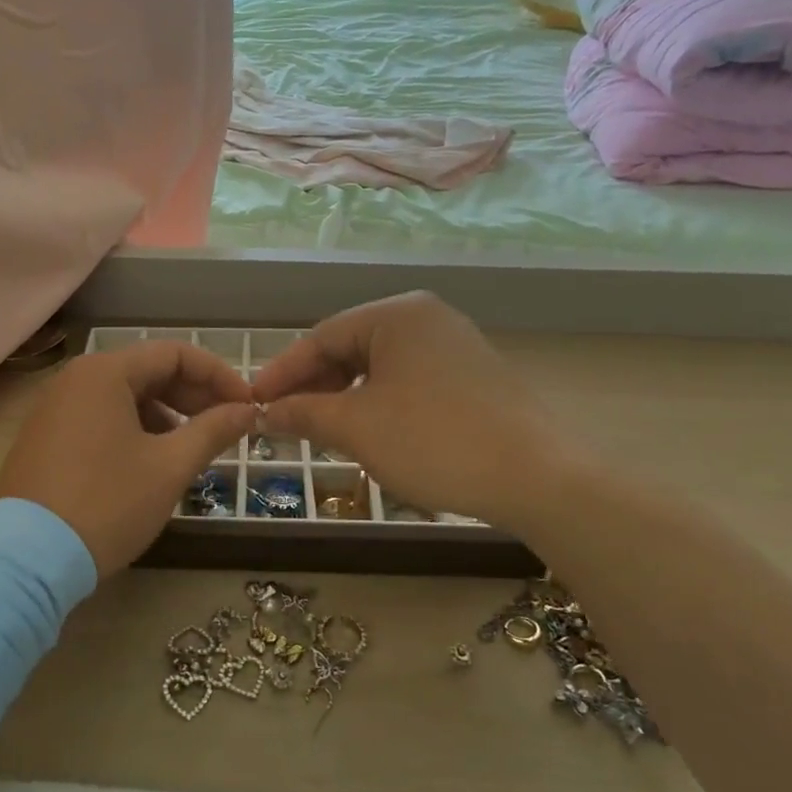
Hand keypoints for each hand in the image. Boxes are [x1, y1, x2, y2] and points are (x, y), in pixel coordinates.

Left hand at [0, 341, 255, 574]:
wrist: (26, 561)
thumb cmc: (107, 504)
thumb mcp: (169, 467)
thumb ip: (213, 431)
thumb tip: (247, 411)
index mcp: (105, 372)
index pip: (175, 354)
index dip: (219, 375)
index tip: (248, 405)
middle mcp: (75, 379)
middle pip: (148, 371)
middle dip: (193, 396)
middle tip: (227, 427)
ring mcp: (54, 408)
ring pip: (124, 396)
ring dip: (166, 415)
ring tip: (191, 449)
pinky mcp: (44, 438)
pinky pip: (100, 418)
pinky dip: (134, 429)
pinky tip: (150, 462)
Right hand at [250, 293, 585, 527]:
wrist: (538, 477)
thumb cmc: (434, 441)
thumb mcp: (357, 427)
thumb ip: (303, 413)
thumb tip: (263, 412)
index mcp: (396, 314)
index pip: (321, 336)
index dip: (282, 372)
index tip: (253, 402)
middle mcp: (426, 318)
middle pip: (351, 347)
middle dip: (314, 385)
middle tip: (284, 419)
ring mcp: (453, 344)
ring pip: (379, 366)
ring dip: (343, 396)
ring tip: (321, 428)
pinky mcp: (471, 375)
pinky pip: (407, 380)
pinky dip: (378, 402)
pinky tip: (368, 431)